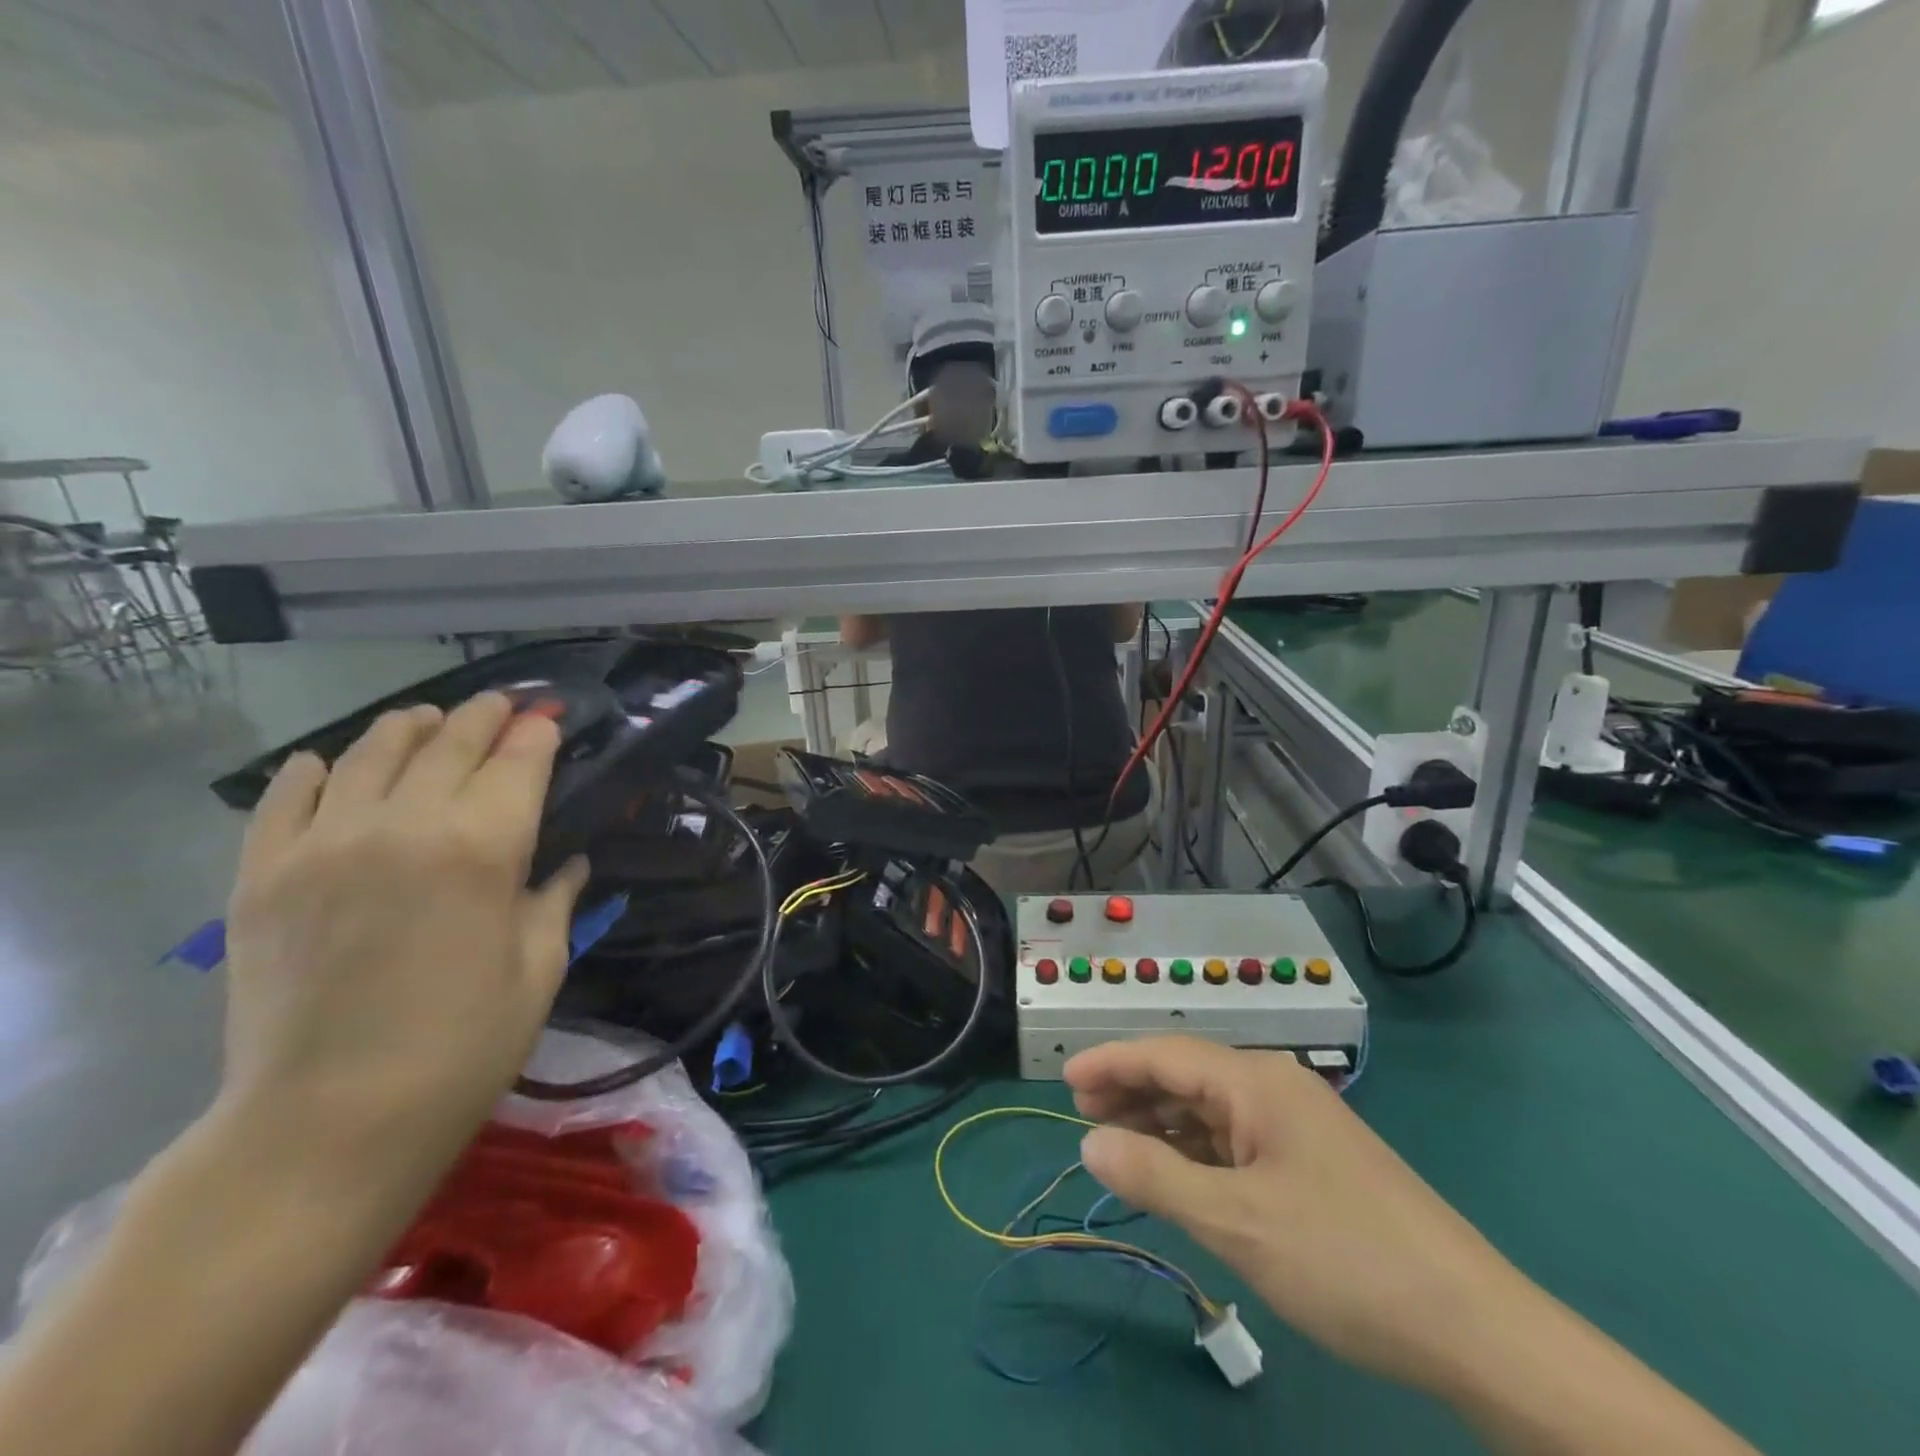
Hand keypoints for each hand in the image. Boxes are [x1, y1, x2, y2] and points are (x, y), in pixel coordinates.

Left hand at [220, 693, 588, 1176]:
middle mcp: (403, 824)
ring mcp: (322, 844)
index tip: (551, 720)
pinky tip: (330, 764)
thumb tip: (568, 862)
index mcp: (482, 847)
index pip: (518, 761)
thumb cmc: (464, 1047)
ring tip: (427, 720)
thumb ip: (555, 899)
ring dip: (408, 728)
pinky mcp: (261, 874)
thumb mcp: (539, 969)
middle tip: (503, 706)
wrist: (327, 1125)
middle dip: (484, 717)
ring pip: (369, 752)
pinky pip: (286, 796)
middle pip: (449, 743)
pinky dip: (314, 770)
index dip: (539, 734)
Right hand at [1066, 1036, 1527, 1394]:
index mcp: (1257, 1082)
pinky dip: (1197, 1151)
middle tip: (1083, 1116)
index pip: (1165, 1053)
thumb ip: (1156, 1177)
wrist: (1474, 1326)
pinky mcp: (1313, 1160)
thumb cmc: (1345, 1260)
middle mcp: (1275, 1087)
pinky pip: (1237, 1139)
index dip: (1111, 1063)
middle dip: (1132, 1091)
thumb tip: (1090, 1142)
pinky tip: (1178, 1175)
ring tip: (1119, 1145)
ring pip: (1211, 1109)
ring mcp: (1298, 1124)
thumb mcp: (1237, 1222)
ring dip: (1162, 1124)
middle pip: (1186, 1075)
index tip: (1064, 1081)